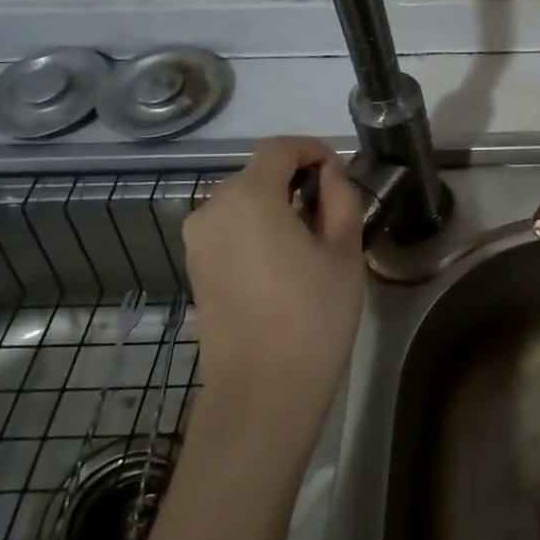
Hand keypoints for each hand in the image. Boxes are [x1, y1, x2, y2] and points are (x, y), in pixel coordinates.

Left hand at [182, 137, 365, 447]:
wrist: (263, 390)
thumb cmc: (313, 315)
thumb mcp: (344, 251)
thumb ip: (341, 198)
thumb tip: (330, 172)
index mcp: (249, 197)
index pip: (279, 148)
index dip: (312, 149)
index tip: (339, 171)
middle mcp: (212, 208)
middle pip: (257, 172)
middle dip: (295, 178)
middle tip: (333, 208)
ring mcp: (197, 240)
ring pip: (242, 201)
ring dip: (275, 203)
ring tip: (311, 237)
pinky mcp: (195, 267)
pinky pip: (229, 228)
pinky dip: (256, 227)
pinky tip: (283, 260)